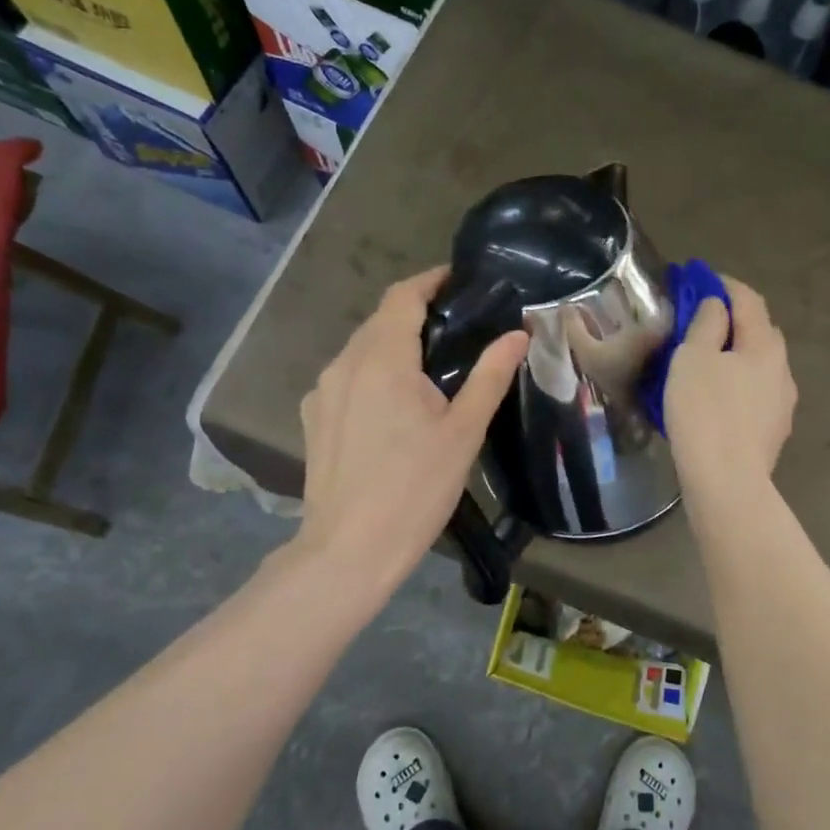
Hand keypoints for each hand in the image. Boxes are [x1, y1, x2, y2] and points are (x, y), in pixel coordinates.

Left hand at [296, 267, 526, 596]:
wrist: (349, 550)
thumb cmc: (415, 488)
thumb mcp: (463, 432)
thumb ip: (490, 376)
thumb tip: (517, 334)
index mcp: (382, 359)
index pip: (402, 296)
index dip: (430, 281)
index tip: (458, 279)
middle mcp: (344, 364)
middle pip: (380, 321)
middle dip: (415, 314)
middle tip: (457, 327)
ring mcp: (321, 393)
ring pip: (360, 350)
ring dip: (393, 345)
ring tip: (430, 368)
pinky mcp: (313, 419)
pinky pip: (346, 379)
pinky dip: (373, 374)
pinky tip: (394, 406)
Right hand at [663, 277, 795, 490]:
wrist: (726, 482)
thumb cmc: (705, 412)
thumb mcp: (693, 358)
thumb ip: (706, 323)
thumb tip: (717, 305)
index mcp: (765, 345)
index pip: (748, 300)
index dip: (724, 285)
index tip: (699, 280)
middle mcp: (782, 369)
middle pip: (760, 331)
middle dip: (732, 320)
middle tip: (699, 321)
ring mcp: (782, 403)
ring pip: (759, 365)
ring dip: (736, 355)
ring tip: (706, 363)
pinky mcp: (774, 430)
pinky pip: (755, 393)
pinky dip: (738, 383)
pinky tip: (718, 399)